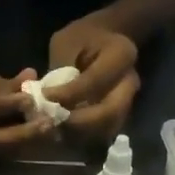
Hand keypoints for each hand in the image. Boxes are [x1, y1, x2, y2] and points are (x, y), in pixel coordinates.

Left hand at [47, 15, 140, 144]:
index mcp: (121, 55)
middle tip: (51, 121)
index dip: (67, 95)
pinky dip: (84, 137)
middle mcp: (130, 82)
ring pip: (107, 128)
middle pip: (109, 113)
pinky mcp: (119, 116)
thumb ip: (59, 69)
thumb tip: (45, 100)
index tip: (43, 98)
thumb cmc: (83, 37)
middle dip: (77, 122)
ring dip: (80, 134)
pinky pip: (103, 133)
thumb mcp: (66, 43)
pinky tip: (63, 131)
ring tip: (55, 128)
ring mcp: (128, 102)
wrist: (107, 40)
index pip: (93, 82)